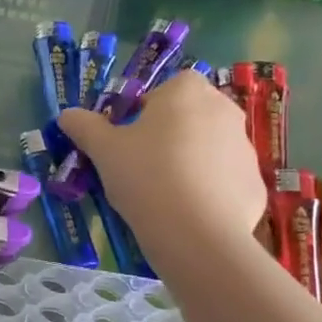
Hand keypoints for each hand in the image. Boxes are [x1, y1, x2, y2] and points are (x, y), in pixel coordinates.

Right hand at [59, 73, 266, 257]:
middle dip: (170, 135)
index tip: (129, 140)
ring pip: (210, 149)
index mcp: (187, 91)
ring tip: (165, 195)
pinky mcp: (255, 184)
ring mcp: (245, 148)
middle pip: (191, 116)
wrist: (196, 233)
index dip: (145, 112)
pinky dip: (210, 192)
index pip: (166, 88)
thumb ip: (85, 127)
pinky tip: (189, 215)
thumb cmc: (146, 176)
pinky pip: (226, 181)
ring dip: (191, 163)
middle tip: (143, 167)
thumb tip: (66, 114)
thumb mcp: (104, 151)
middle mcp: (224, 109)